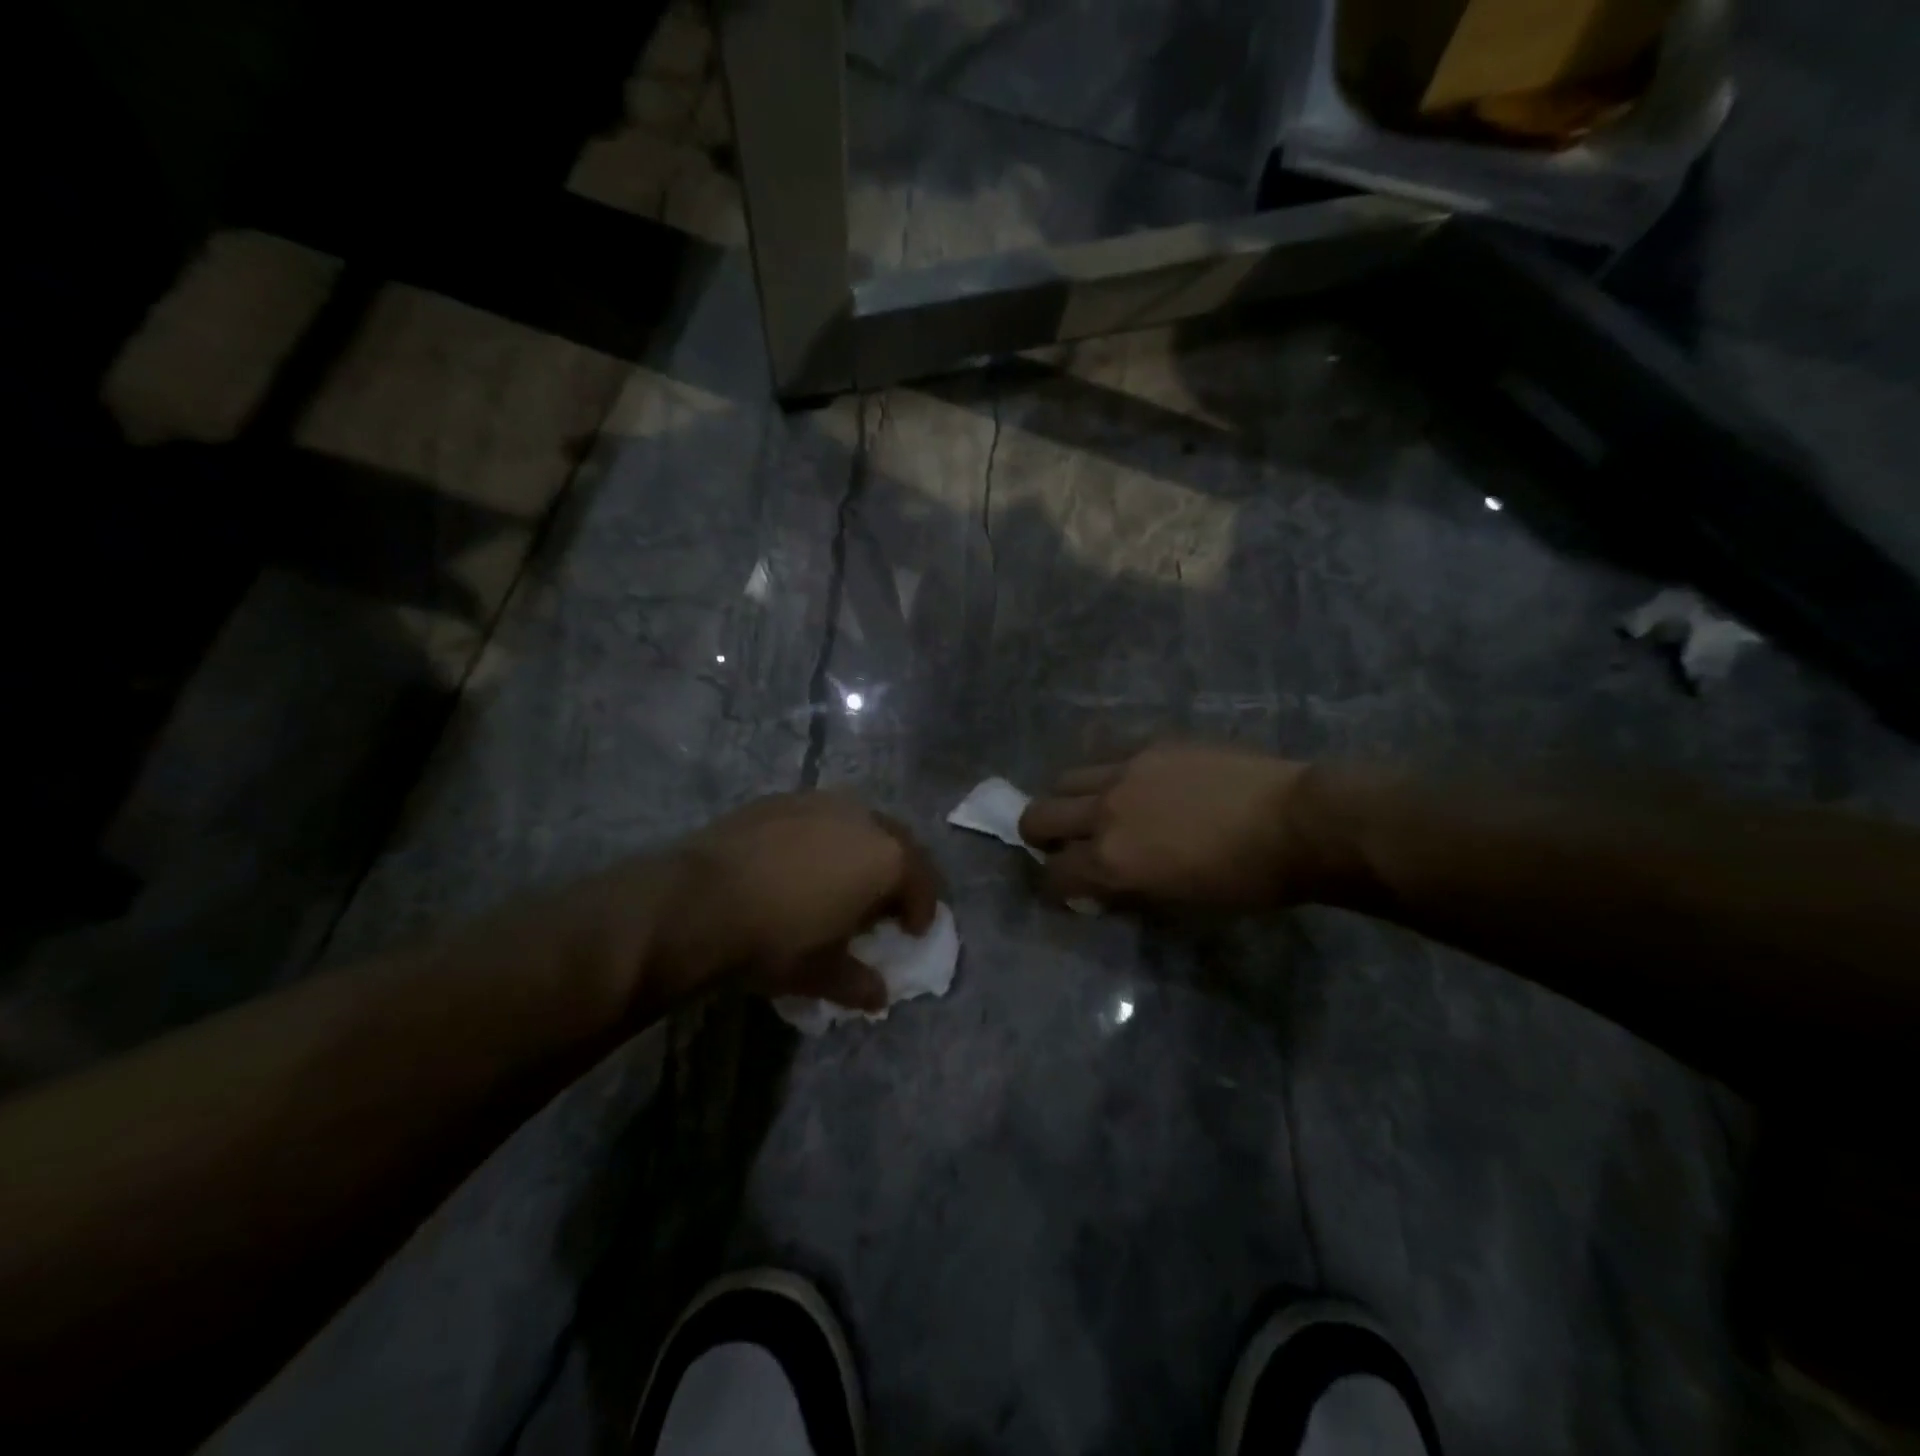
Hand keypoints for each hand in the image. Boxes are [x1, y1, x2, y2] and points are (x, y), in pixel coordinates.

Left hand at [639, 792, 939, 1013]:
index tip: (913, 931)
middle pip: (898, 844)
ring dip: (862, 851)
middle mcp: (863, 818)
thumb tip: (879, 997)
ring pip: (858, 824)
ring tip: (842, 880)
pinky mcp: (782, 798)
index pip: (922, 883)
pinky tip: (799, 864)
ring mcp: (821, 801)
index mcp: (887, 857)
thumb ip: (860, 984)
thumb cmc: (776, 939)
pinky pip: (819, 818)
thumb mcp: (823, 973)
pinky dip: (823, 839)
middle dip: (899, 873)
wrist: (696, 900)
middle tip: (885, 903)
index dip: (922, 910)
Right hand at [1019, 743, 1325, 910]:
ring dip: (1069, 800)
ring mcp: (1125, 770)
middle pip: (1038, 815)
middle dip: (1038, 835)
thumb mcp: (1179, 903)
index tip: (1064, 889)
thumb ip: (1128, 891)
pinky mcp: (1151, 745)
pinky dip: (1106, 776)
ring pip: (1066, 778)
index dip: (1052, 887)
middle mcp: (1104, 811)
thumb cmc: (1245, 880)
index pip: (1053, 875)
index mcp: (1110, 860)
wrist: (1297, 822)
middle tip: (1063, 845)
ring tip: (1095, 809)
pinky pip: (1108, 757)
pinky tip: (1134, 786)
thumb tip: (1103, 886)